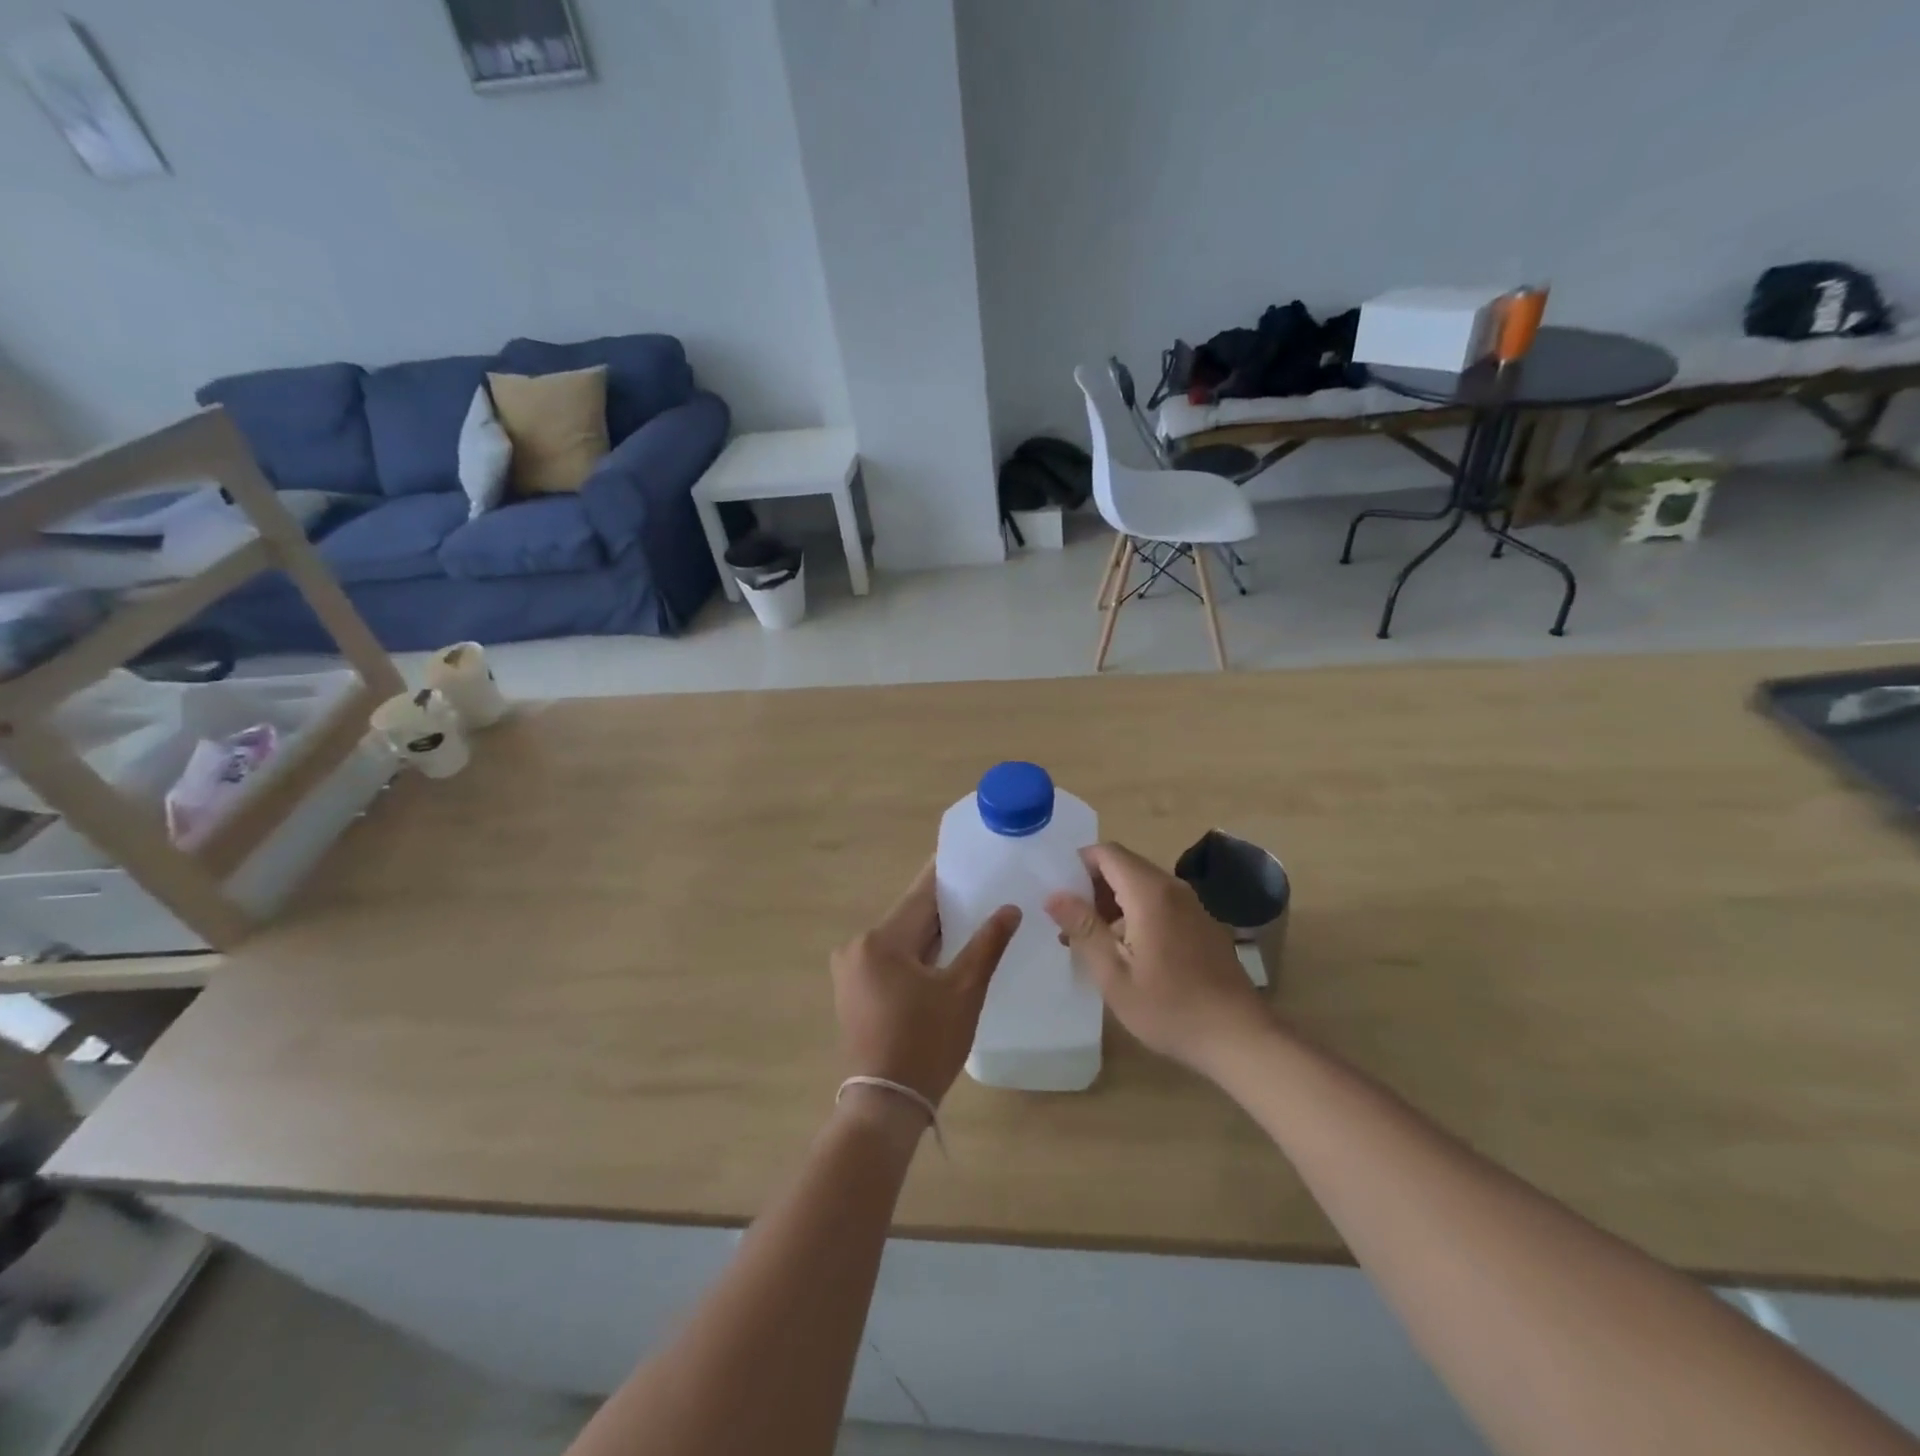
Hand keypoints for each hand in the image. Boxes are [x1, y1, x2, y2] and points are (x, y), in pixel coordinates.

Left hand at [831, 861, 1020, 1106]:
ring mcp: (851, 969)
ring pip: (900, 938)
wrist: (886, 1104)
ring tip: (970, 920)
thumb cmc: (927, 1044)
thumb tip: (1010, 908)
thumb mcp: (964, 992)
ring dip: (931, 933)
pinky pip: (890, 958)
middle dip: (944, 908)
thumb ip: (987, 944)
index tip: (969, 856)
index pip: (921, 895)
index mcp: (881, 940)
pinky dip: (916, 954)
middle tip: (981, 891)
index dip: (947, 875)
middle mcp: (858, 946)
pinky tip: (943, 955)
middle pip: (909, 916)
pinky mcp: (853, 989)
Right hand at [1046, 841, 1272, 1077]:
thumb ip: (1083, 928)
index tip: (1059, 893)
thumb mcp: (1114, 974)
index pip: (1106, 852)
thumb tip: (1054, 895)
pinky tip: (1128, 953)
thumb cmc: (1169, 1008)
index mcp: (1149, 893)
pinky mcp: (1202, 924)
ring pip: (1142, 886)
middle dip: (1092, 887)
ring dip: (1113, 904)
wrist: (1239, 1037)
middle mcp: (1173, 888)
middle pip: (1124, 866)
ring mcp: (1192, 906)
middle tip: (1069, 923)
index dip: (1077, 864)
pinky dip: (1136, 914)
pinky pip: (1160, 903)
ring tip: (1091, 942)